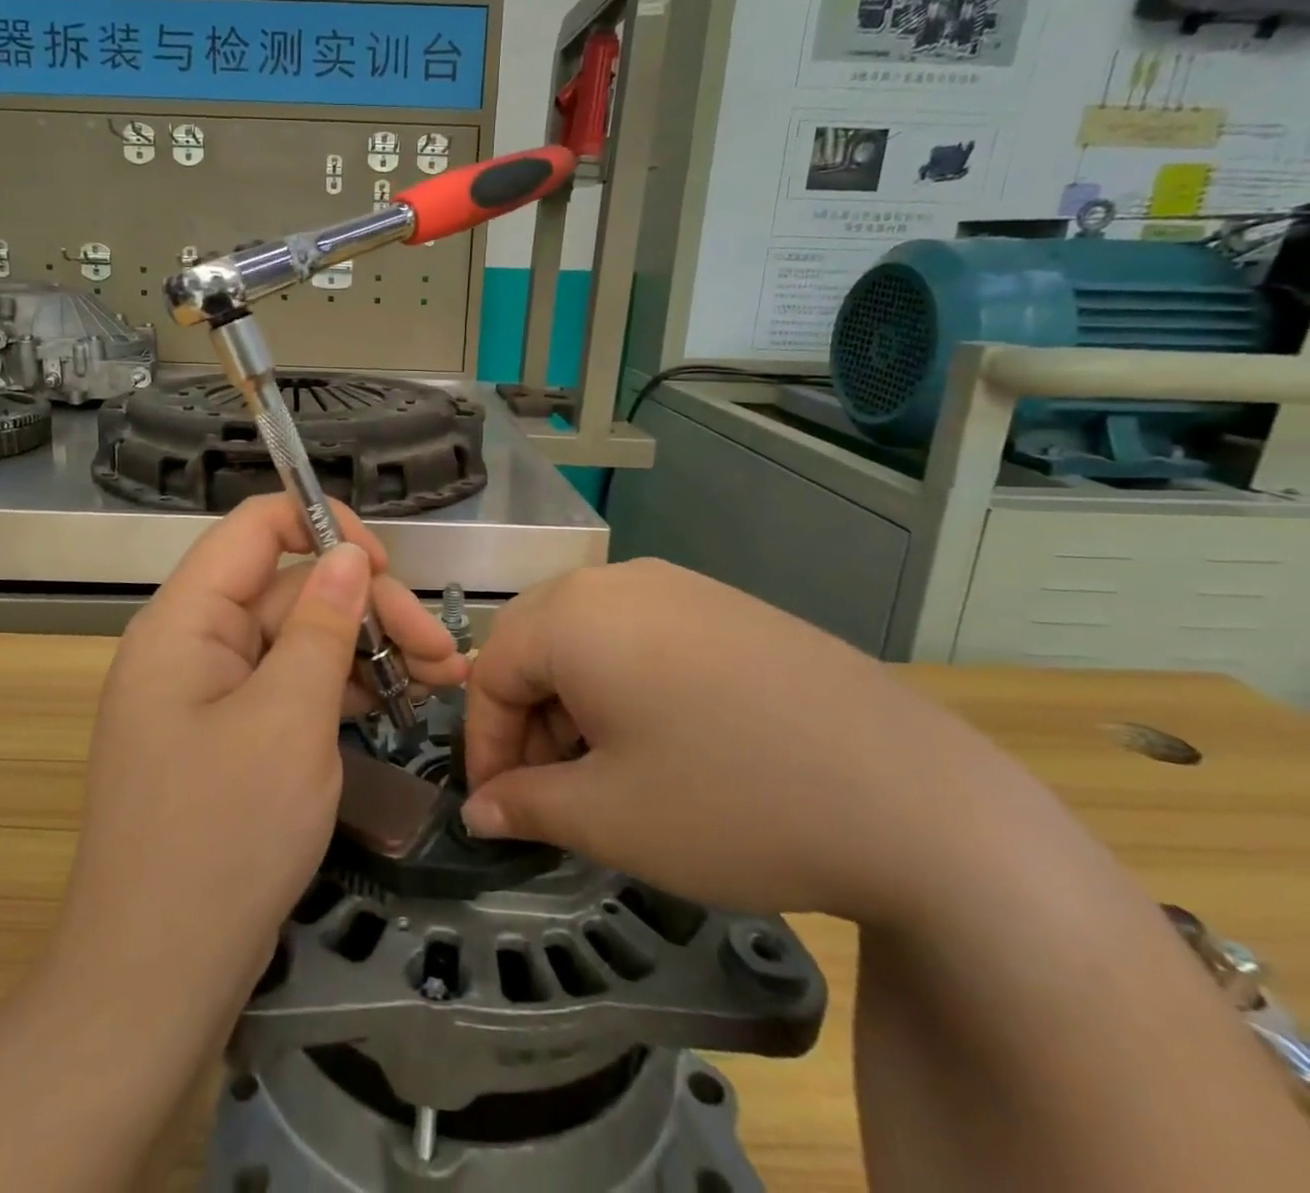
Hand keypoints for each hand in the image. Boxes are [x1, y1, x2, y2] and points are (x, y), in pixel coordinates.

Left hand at [54, 496, 465, 1006]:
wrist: (157, 980)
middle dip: (369, 611)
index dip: (322, 526)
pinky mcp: (233, 737)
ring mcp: (213, 694)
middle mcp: (194, 645)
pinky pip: (292, 688)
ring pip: (299, 641)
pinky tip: (397, 705)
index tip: (385, 566)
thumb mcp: (288, 720)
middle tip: (443, 653)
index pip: (254, 528)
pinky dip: (343, 691)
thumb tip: (347, 554)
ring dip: (368, 653)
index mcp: (186, 621)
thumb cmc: (222, 837)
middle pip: (290, 591)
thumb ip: (322, 626)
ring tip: (442, 679)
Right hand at [460, 558, 1018, 925]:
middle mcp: (620, 581)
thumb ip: (523, 806)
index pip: (492, 671)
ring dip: (575, 704)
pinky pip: (643, 636)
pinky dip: (625, 686)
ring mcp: (681, 587)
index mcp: (574, 615)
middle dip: (527, 721)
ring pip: (589, 639)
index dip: (483, 744)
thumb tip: (479, 810)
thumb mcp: (607, 817)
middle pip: (537, 644)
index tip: (497, 807)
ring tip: (607, 773)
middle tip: (549, 790)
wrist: (919, 802)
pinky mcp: (729, 607)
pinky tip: (663, 742)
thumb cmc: (731, 802)